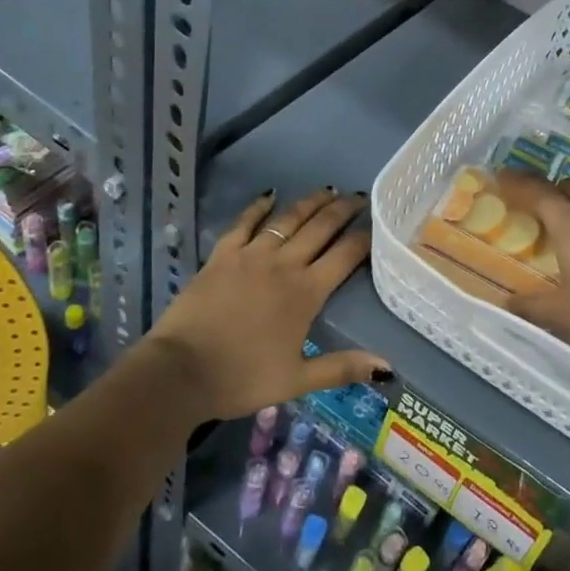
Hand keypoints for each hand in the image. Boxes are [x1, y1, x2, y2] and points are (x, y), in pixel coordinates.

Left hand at [144, 188, 390, 422]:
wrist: (182, 371)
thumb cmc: (242, 378)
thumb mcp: (297, 381)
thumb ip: (342, 368)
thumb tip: (387, 367)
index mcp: (306, 293)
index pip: (344, 256)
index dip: (363, 239)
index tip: (377, 224)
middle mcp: (284, 265)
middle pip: (320, 229)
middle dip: (342, 210)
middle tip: (359, 197)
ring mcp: (251, 255)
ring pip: (288, 220)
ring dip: (310, 203)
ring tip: (328, 190)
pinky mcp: (222, 254)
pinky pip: (244, 223)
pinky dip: (258, 207)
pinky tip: (270, 194)